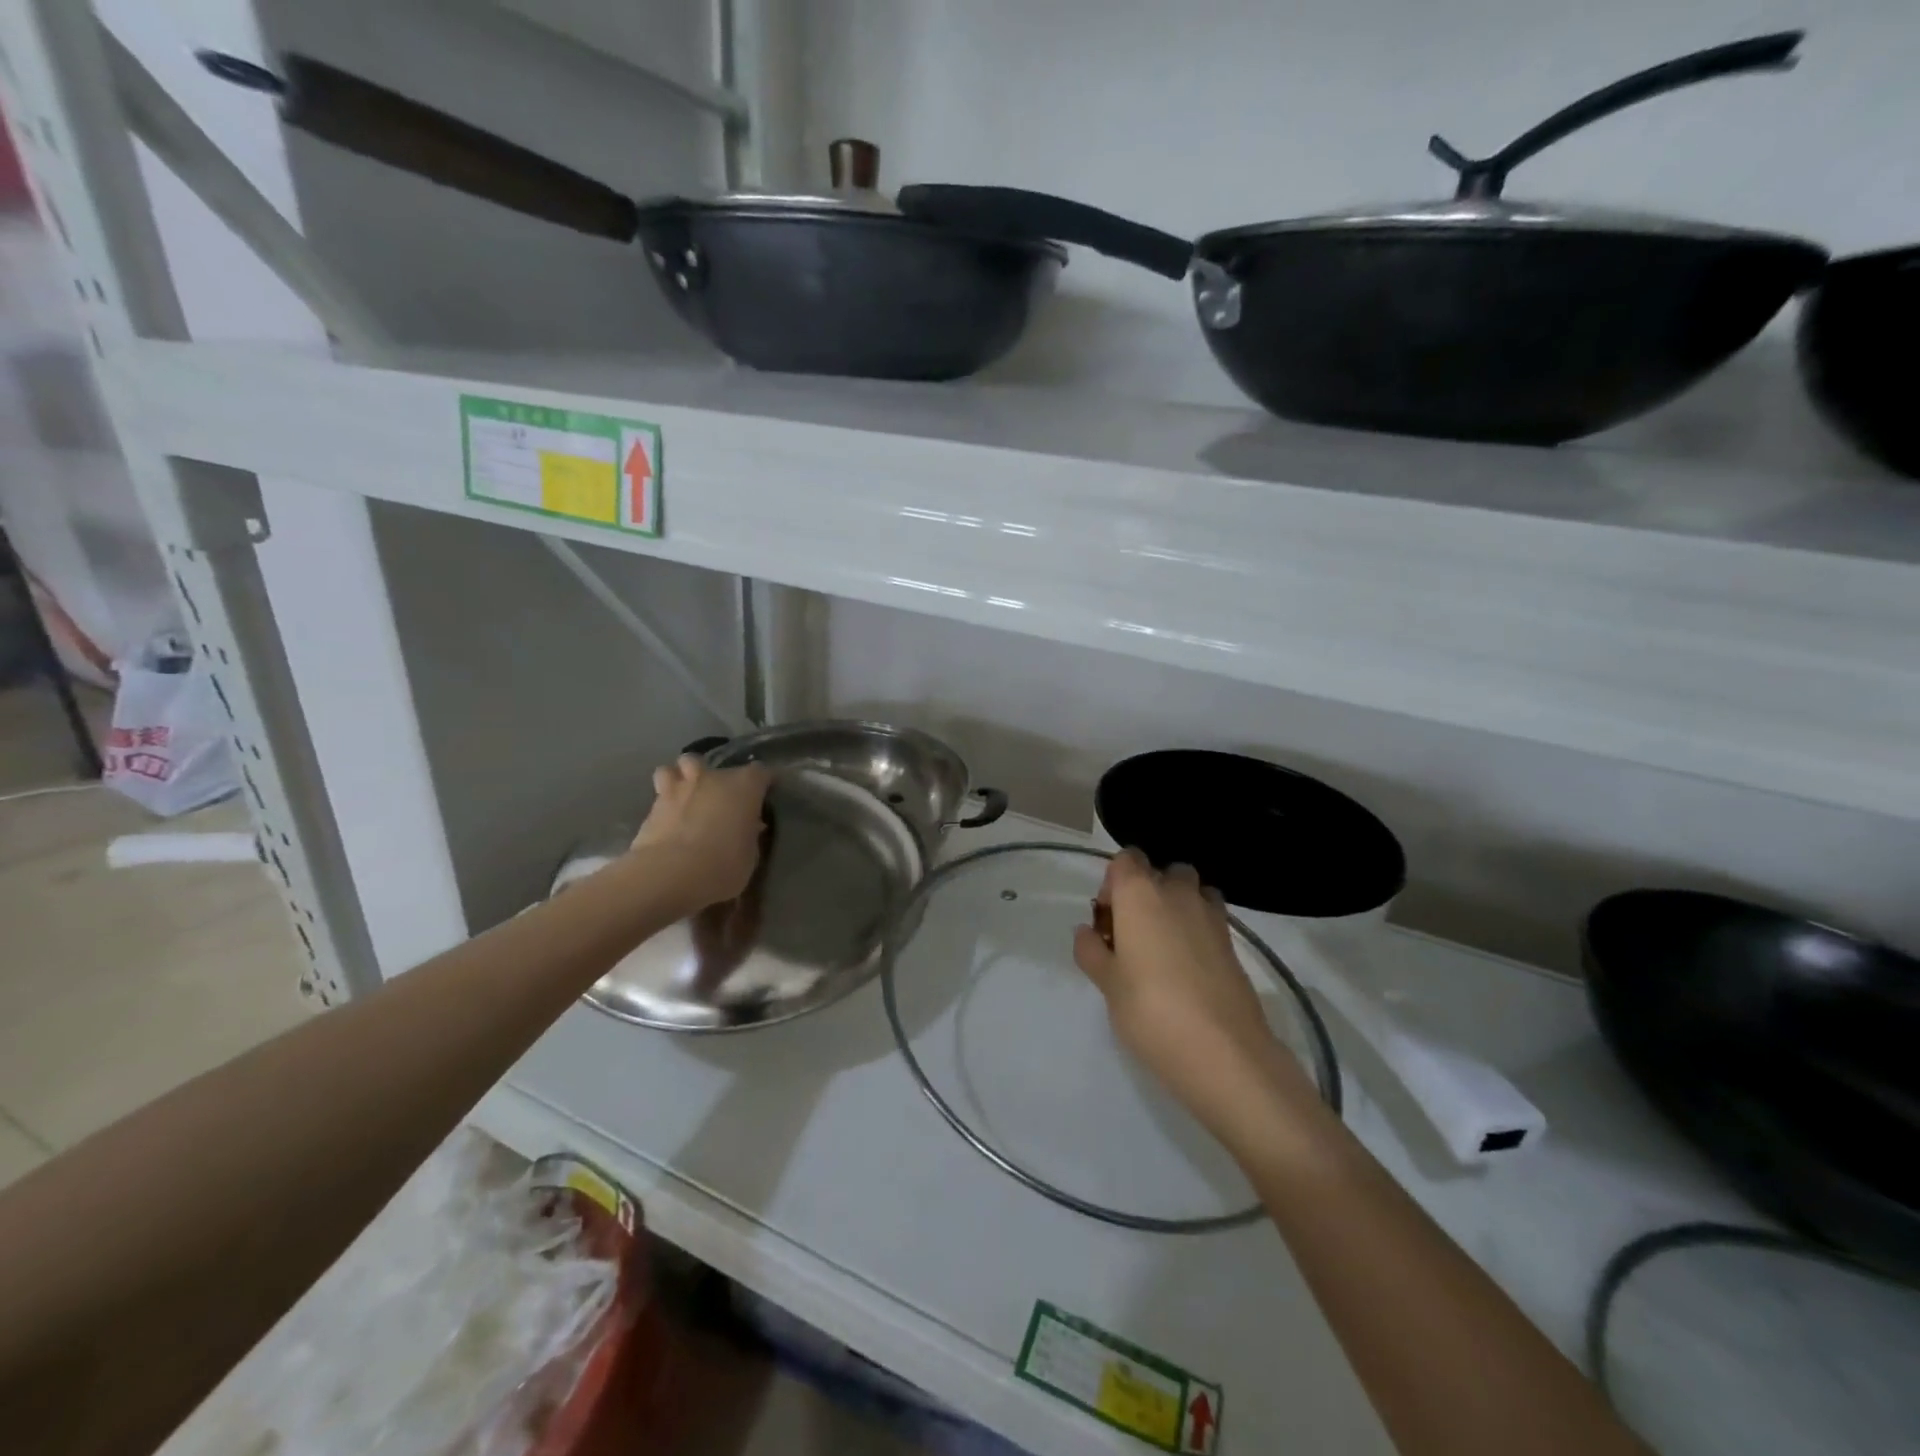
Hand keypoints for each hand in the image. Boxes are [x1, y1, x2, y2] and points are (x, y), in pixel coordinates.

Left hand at [628, 754, 772, 916]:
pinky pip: (659, 797)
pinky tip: (668, 822)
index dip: (763, 782)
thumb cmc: (723, 866)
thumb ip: (748, 833)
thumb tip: (747, 827)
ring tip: (684, 797)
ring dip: (680, 779)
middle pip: (710, 763)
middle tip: (717, 797)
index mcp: (743, 786)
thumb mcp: (750, 854)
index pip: (760, 772)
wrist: (671, 875)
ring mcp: (677, 789)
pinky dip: (664, 806)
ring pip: (673, 770)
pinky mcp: (651, 808)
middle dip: (712, 776)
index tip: (765, 794)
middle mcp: (710, 779)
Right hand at [1074, 849, 1306, 1141]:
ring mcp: (1211, 916)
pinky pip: (1211, 918)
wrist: (1223, 1052)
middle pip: (1162, 872)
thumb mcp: (1107, 983)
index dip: (1114, 883)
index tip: (1108, 920)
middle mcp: (1177, 893)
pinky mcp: (1233, 943)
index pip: (1126, 859)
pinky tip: (1188, 967)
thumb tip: (1086, 932)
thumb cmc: (1150, 1010)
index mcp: (1140, 893)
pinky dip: (1198, 929)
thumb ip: (1092, 951)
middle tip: (1134, 934)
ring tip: (1164, 948)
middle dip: (1148, 892)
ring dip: (1178, 906)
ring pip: (1192, 891)